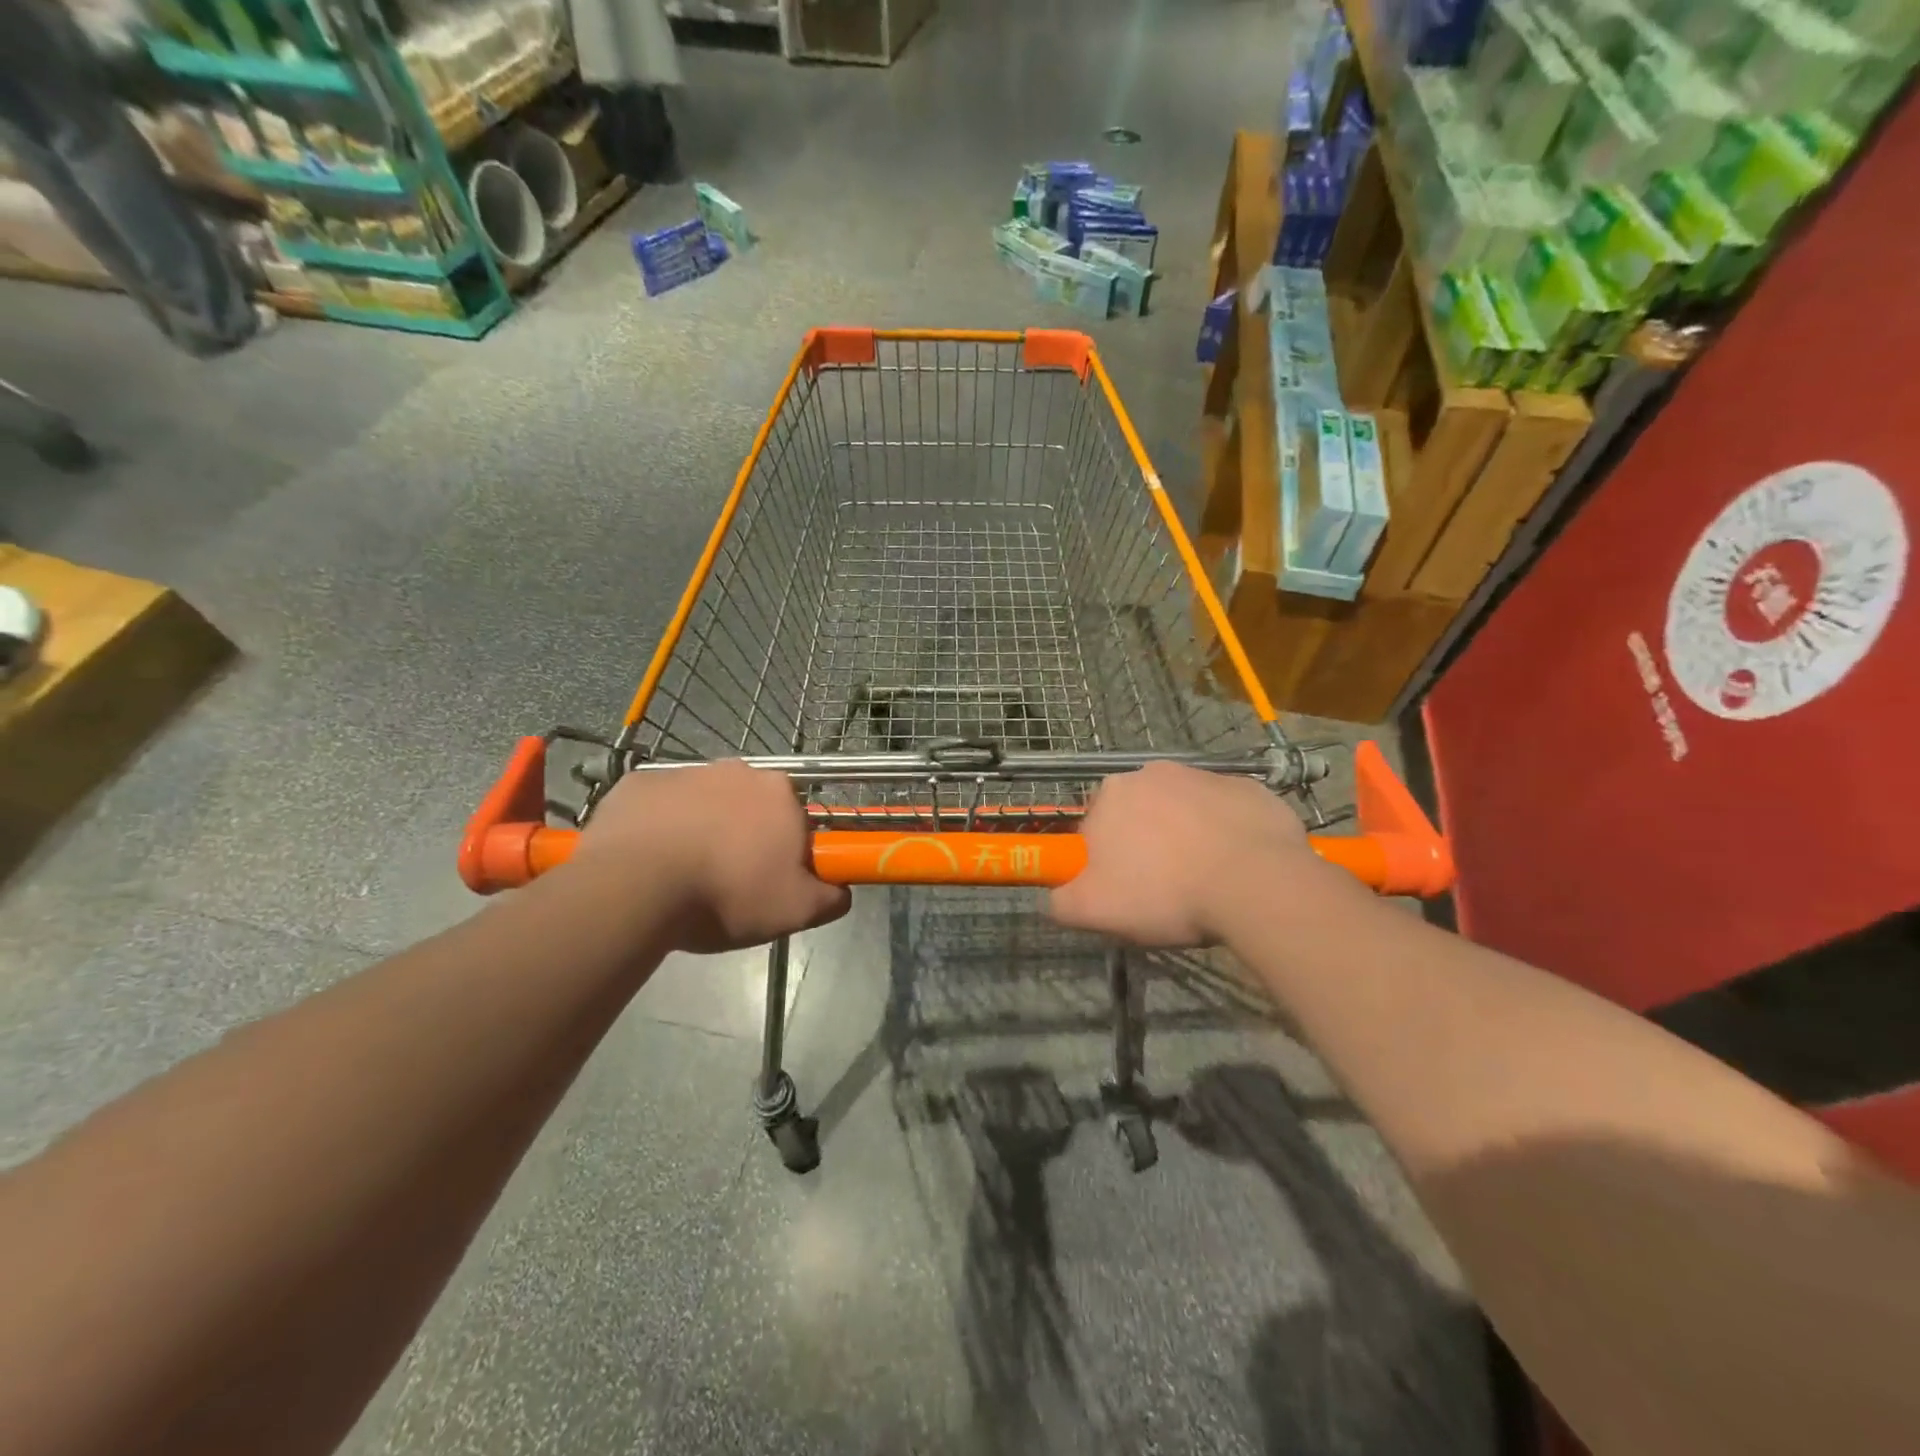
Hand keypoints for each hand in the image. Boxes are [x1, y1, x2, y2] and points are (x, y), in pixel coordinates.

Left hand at [575, 760, 850, 953]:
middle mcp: (736, 770)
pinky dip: (657, 827)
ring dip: (700, 829)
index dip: (785, 849)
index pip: (795, 817)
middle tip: (727, 880)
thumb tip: (842, 890)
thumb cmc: (726, 894)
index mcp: (779, 792)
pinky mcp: (637, 783)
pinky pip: (657, 806)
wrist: (635, 888)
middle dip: (743, 835)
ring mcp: (682, 772)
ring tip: (683, 876)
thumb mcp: (795, 910)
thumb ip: (831, 897)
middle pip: (748, 805)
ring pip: (701, 803)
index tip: (770, 879)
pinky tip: (647, 861)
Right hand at [1049, 761, 1335, 946]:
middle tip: (1164, 889)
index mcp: (1113, 793)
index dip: (1106, 863)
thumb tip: (1053, 898)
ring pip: (1185, 812)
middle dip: (1147, 845)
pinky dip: (1228, 835)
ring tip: (1205, 882)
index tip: (1125, 891)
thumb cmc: (1166, 892)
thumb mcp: (1095, 911)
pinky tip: (1238, 867)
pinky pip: (1228, 814)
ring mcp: (1207, 776)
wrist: (1256, 884)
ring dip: (1187, 838)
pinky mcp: (1251, 789)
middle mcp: (1154, 772)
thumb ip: (1061, 902)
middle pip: (1140, 815)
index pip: (1096, 829)